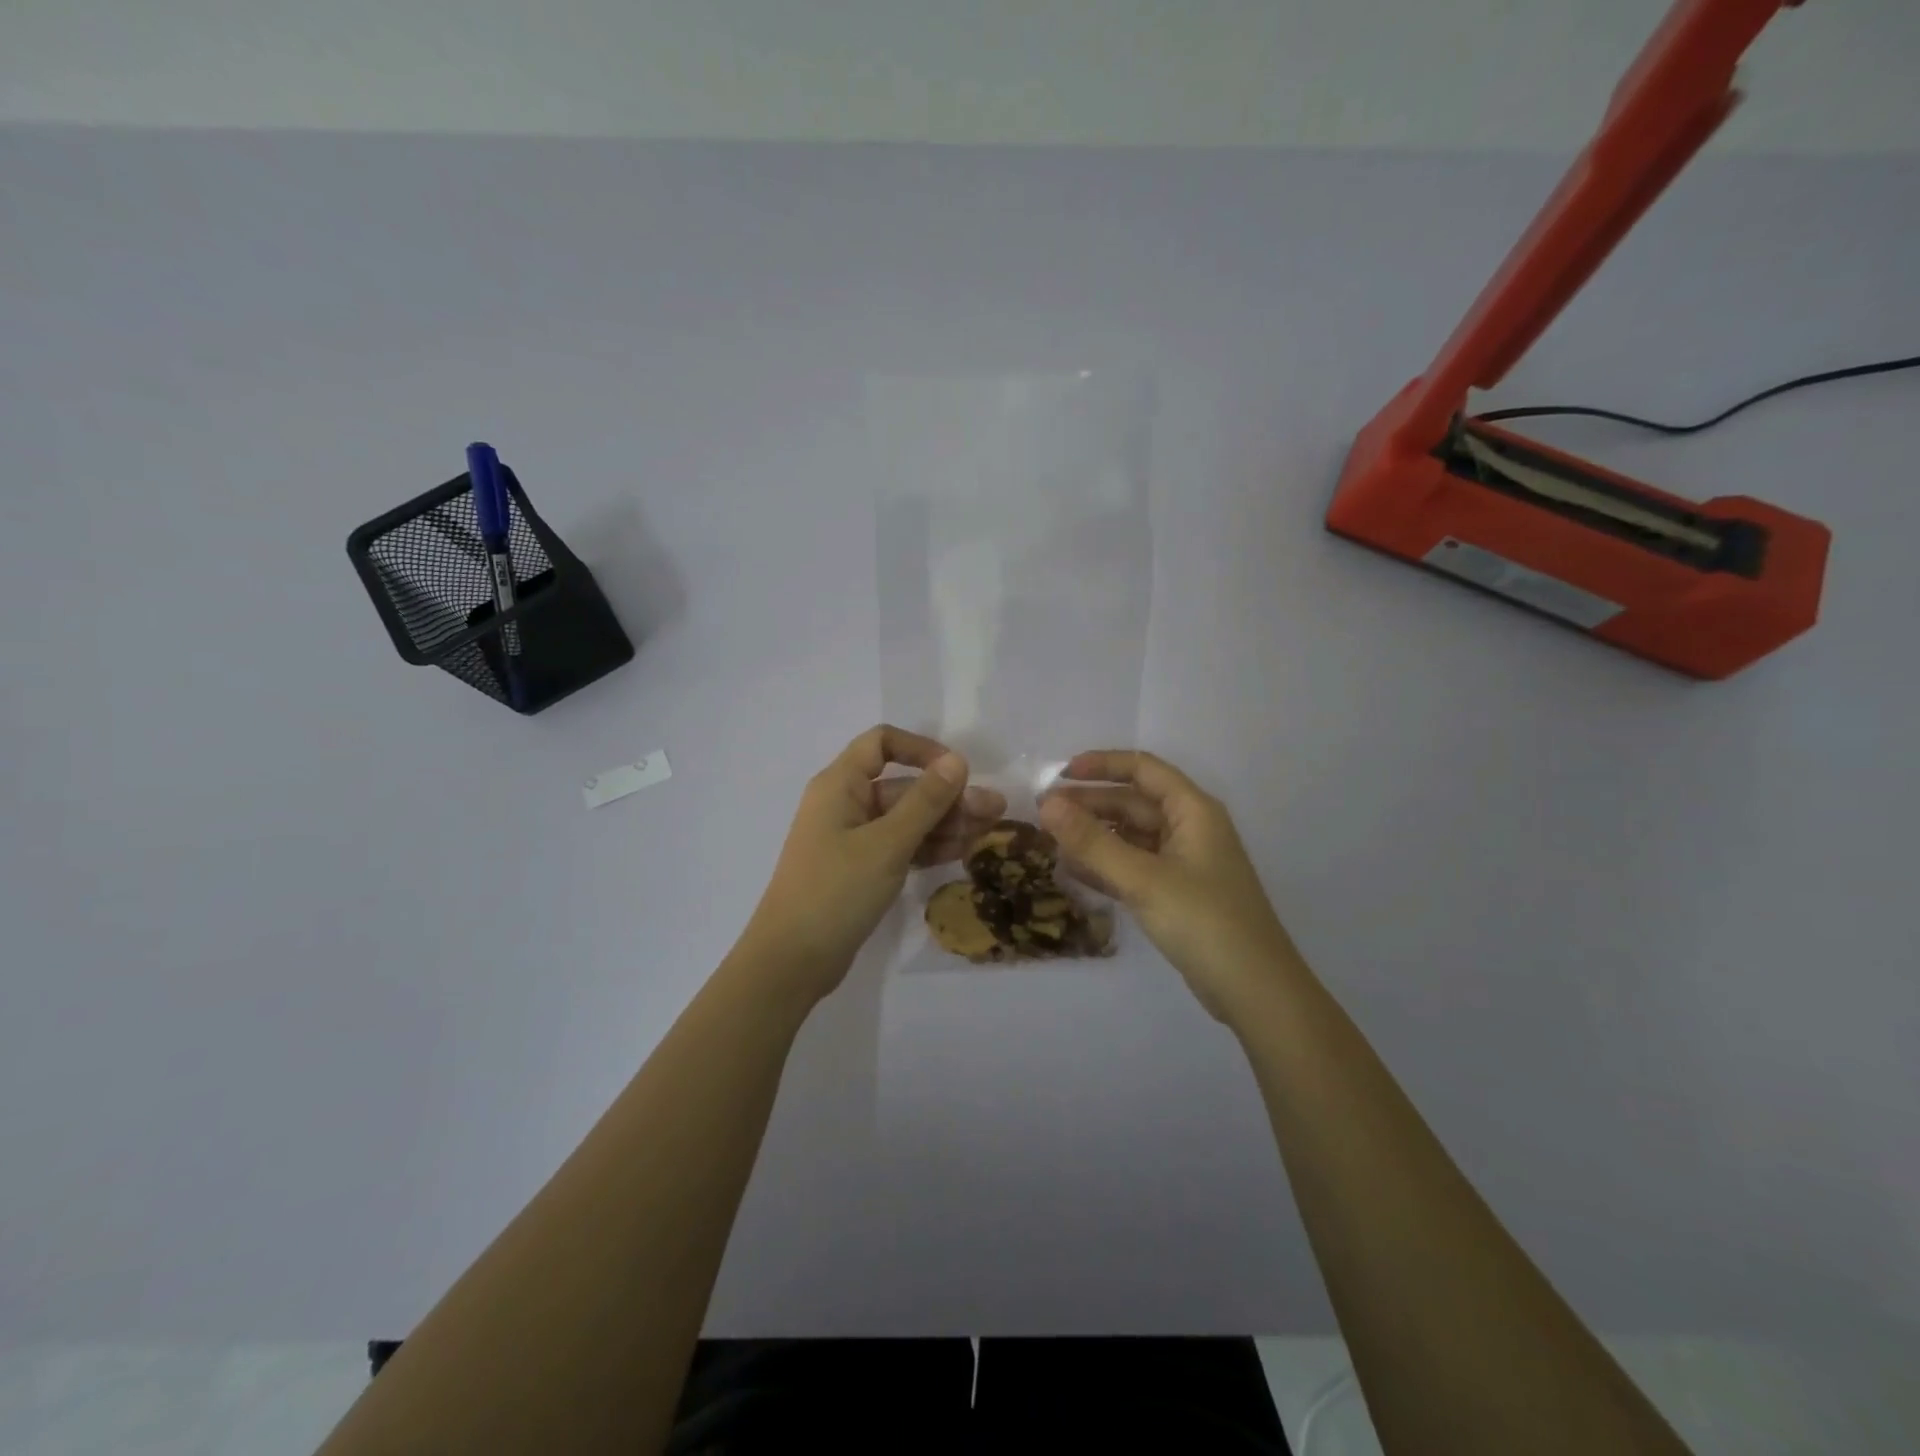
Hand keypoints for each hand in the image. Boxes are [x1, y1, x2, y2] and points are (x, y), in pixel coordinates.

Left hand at [739, 725, 1006, 1004]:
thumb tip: (957, 761)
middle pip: (902, 787)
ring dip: (945, 823)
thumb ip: (925, 802)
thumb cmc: (836, 891)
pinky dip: (928, 847)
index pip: (881, 743)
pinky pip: (900, 846)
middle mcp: (845, 804)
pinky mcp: (860, 869)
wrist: (792, 961)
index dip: (921, 750)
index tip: (957, 771)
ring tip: (989, 832)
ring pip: (906, 819)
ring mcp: (852, 839)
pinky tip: (964, 851)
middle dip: (948, 796)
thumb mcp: (887, 844)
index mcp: (840, 785)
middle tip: (994, 811)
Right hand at [1040, 750, 1300, 1022]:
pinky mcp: (1177, 893)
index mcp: (1192, 810)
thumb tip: (1046, 805)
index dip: (1100, 765)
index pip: (1142, 769)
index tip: (1058, 775)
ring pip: (1131, 836)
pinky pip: (1134, 866)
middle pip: (1133, 802)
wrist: (1255, 991)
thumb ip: (1092, 841)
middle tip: (1043, 815)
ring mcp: (1184, 862)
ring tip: (1050, 842)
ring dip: (1094, 836)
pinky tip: (1073, 872)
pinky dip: (1106, 865)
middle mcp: (1189, 828)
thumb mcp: (1143, 879)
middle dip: (1089, 804)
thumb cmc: (1203, 922)